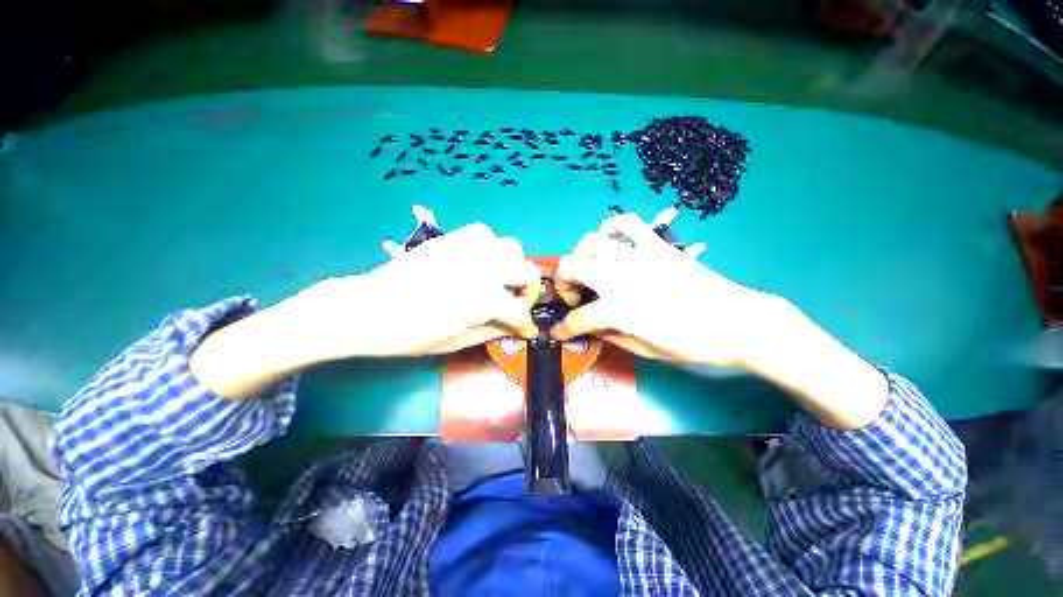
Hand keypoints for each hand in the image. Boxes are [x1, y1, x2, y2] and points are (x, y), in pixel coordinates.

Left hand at [190, 223, 540, 398]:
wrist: (367, 308)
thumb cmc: (409, 335)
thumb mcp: (454, 343)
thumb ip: (491, 332)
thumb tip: (516, 330)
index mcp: (483, 301)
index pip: (519, 312)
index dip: (526, 324)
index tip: (527, 331)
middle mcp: (482, 270)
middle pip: (527, 271)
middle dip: (529, 289)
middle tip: (518, 301)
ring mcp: (468, 251)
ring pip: (511, 247)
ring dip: (512, 265)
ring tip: (500, 279)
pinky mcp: (451, 239)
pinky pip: (484, 233)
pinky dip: (490, 246)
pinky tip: (481, 261)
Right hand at [553, 212, 889, 429]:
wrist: (736, 321)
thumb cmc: (690, 343)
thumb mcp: (644, 350)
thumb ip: (610, 336)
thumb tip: (590, 328)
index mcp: (615, 309)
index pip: (576, 319)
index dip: (563, 329)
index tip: (557, 333)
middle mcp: (617, 277)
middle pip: (570, 268)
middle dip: (562, 283)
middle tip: (573, 296)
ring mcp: (635, 256)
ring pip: (589, 241)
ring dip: (580, 256)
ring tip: (588, 269)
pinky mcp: (654, 244)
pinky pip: (626, 222)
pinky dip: (612, 227)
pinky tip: (611, 241)